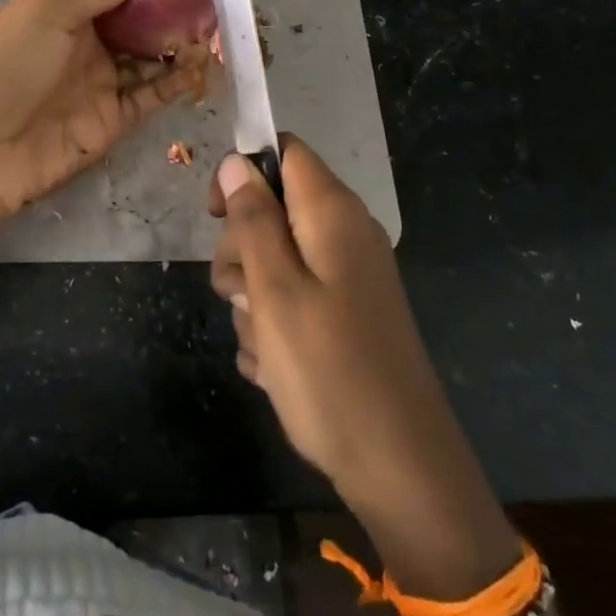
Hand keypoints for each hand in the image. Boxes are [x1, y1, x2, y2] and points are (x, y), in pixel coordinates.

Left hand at [0, 0, 206, 294]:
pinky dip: (180, 82)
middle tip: (223, 3)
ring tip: (227, 32)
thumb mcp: (48, 9)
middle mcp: (86, 44)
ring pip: (154, 59)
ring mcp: (100, 84)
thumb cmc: (5, 63)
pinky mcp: (112, 123)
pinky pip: (153, 97)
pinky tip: (209, 66)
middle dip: (179, 12)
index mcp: (66, 9)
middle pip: (142, 23)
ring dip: (186, 46)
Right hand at [213, 140, 607, 615]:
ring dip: (253, 297)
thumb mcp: (274, 288)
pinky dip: (275, 325)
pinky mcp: (346, 314)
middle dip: (241, 249)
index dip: (243, 171)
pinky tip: (274, 367)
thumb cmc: (328, 368)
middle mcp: (344, 234)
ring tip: (263, 345)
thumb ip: (252, 219)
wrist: (398, 464)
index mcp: (331, 213)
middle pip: (273, 209)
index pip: (283, 151)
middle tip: (243, 297)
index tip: (216, 216)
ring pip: (275, 259)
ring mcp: (347, 276)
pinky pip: (294, 298)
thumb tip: (236, 162)